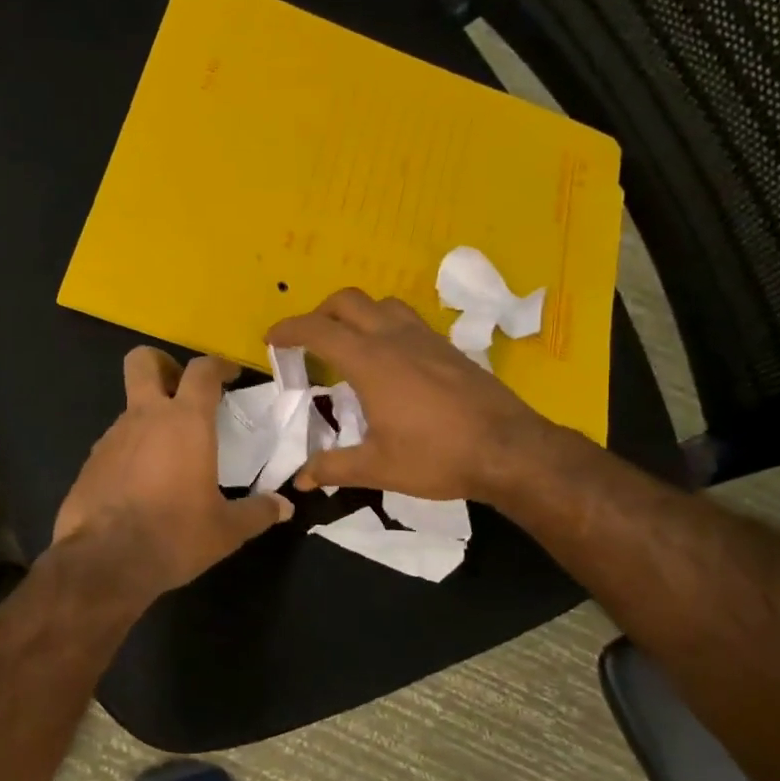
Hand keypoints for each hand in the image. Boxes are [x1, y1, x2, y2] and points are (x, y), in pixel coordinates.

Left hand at [54, 348, 291, 597]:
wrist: (104, 563)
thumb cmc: (175, 535)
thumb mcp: (226, 530)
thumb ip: (258, 512)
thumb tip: (284, 507)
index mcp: (185, 422)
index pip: (202, 370)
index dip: (218, 365)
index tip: (230, 375)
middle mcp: (145, 417)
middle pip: (143, 361)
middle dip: (162, 364)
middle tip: (181, 390)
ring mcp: (111, 437)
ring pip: (130, 408)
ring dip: (149, 419)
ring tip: (169, 456)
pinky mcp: (90, 462)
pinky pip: (115, 444)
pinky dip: (131, 452)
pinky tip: (142, 485)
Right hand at [268, 289, 554, 502]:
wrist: (508, 450)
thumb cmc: (437, 457)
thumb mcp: (378, 467)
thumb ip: (333, 467)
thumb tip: (300, 479)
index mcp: (370, 362)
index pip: (318, 330)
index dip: (288, 330)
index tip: (271, 339)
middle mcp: (394, 338)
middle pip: (347, 301)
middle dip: (319, 313)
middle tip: (307, 341)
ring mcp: (425, 338)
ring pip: (381, 303)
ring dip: (356, 313)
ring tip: (348, 343)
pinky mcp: (447, 346)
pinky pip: (407, 319)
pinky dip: (385, 324)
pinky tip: (390, 359)